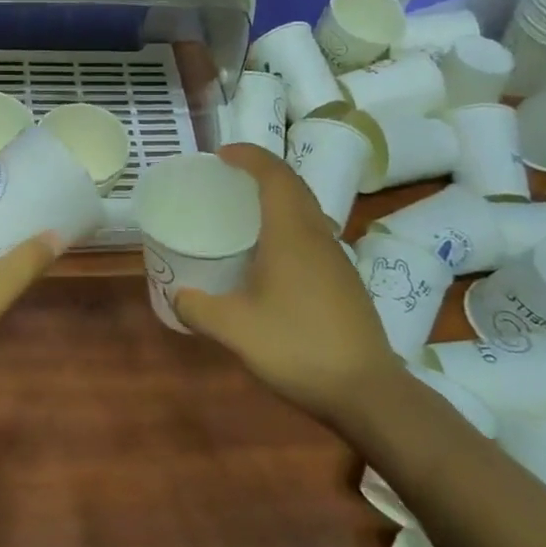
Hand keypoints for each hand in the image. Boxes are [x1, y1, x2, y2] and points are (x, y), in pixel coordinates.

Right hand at [173, 144, 402, 426]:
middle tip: (230, 177)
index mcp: (291, 233)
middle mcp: (317, 236)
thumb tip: (177, 296)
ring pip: (308, 209)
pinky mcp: (346, 281)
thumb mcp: (235, 330)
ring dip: (279, 197)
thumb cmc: (298, 347)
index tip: (222, 155)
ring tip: (248, 212)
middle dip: (262, 171)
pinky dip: (290, 223)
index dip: (248, 156)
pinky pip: (314, 233)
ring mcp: (337, 258)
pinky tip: (273, 257)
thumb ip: (199, 309)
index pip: (273, 174)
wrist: (368, 392)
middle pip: (293, 185)